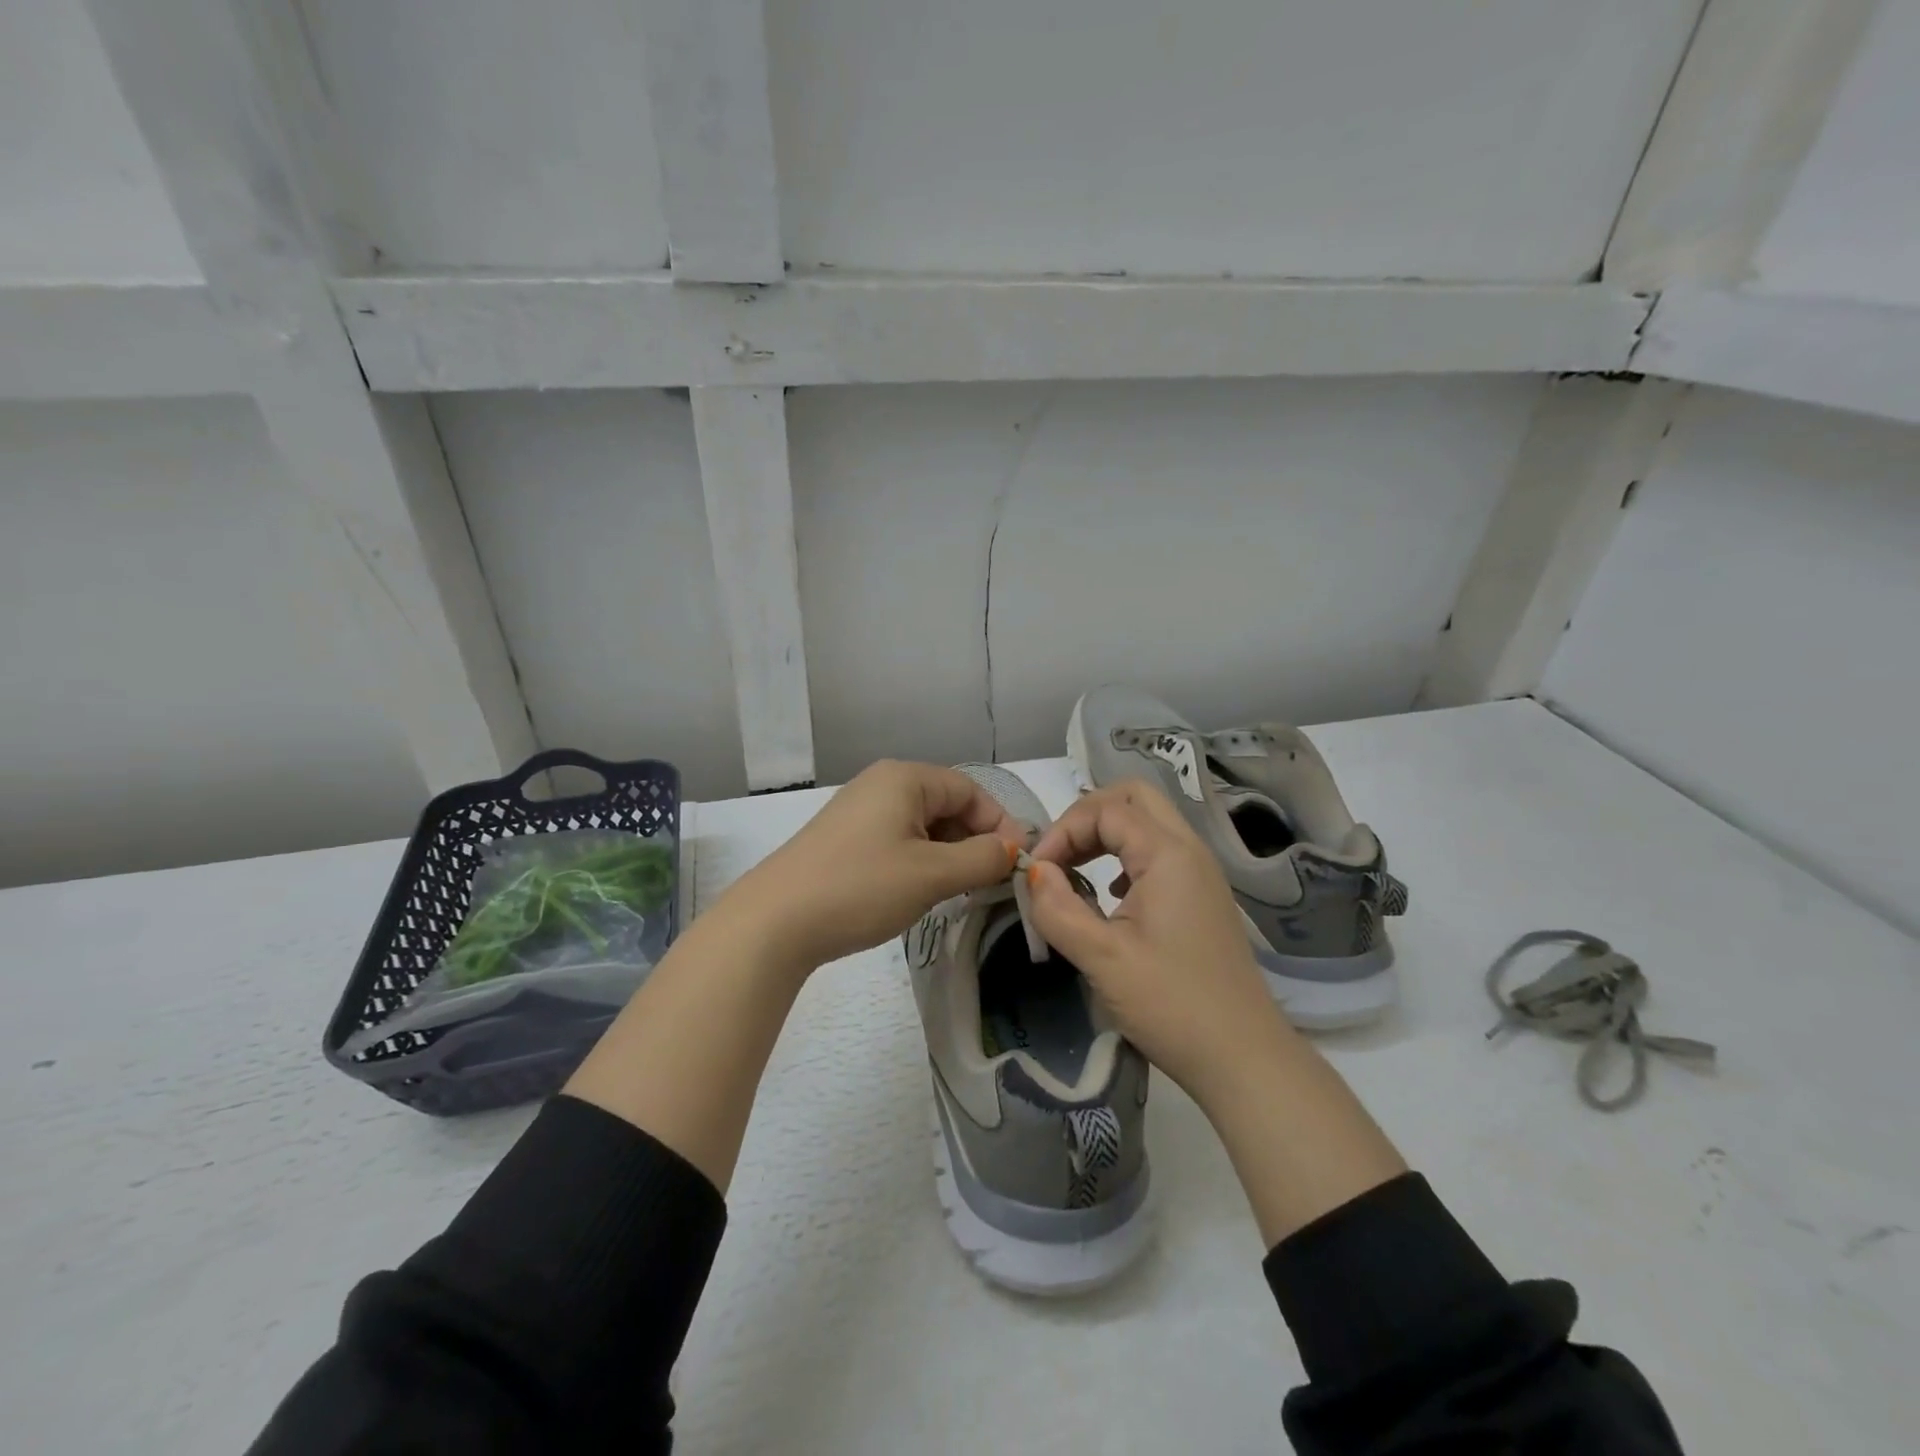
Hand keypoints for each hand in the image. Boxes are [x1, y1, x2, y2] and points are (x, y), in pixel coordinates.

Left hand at [719, 760, 1021, 972]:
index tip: (1016, 863)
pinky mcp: (844, 840)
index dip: (999, 824)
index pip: (970, 790)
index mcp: (904, 778)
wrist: (774, 922)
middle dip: (972, 841)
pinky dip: (919, 862)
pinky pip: (897, 841)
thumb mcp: (932, 874)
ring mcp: (858, 812)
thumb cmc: (861, 887)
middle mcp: (881, 784)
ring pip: (922, 826)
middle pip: (946, 805)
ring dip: (947, 855)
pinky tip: (919, 892)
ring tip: (956, 892)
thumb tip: (1012, 849)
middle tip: (987, 883)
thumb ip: (982, 858)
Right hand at [1025, 780, 1291, 1108]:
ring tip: (1074, 871)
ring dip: (1106, 833)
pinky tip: (1109, 895)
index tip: (1036, 872)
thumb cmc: (1171, 1005)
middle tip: (1058, 854)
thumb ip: (1058, 909)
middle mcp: (1190, 850)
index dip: (1063, 831)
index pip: (1105, 810)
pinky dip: (1126, 856)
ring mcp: (1201, 873)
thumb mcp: (1102, 959)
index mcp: (1169, 854)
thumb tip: (1033, 873)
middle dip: (1087, 815)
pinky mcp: (1202, 897)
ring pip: (1149, 823)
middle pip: (1134, 797)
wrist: (1242, 1058)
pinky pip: (1159, 852)